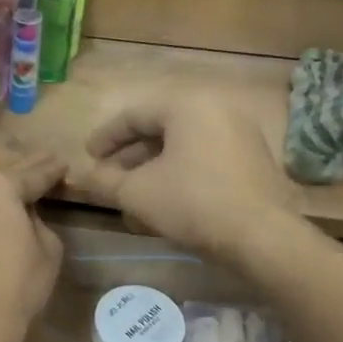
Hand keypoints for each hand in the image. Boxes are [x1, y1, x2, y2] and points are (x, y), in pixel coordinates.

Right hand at [67, 94, 293, 261]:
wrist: (261, 237)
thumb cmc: (193, 203)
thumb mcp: (137, 193)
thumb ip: (104, 181)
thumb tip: (81, 176)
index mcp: (187, 104)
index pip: (134, 114)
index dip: (105, 138)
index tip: (88, 158)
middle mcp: (217, 108)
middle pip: (160, 127)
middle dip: (129, 154)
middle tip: (107, 176)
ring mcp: (240, 132)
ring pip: (182, 144)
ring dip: (152, 166)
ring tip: (132, 192)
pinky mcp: (252, 158)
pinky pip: (204, 156)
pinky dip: (179, 171)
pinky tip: (164, 199)